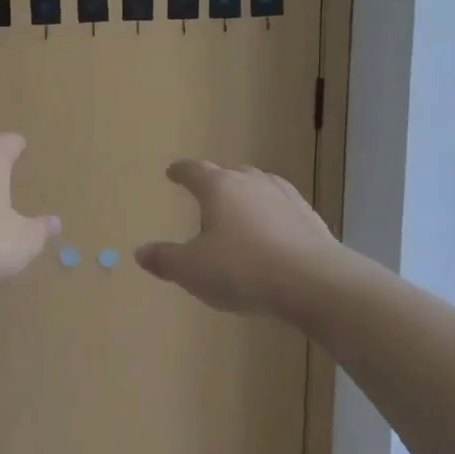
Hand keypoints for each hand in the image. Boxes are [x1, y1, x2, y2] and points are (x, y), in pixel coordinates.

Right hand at [136, 161, 339, 317]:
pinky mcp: (310, 219)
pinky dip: (272, 216)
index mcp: (219, 188)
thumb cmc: (242, 270)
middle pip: (230, 174)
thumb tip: (141, 252)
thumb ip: (165, 259)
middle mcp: (252, 183)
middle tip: (207, 196)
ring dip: (247, 196)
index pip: (194, 171)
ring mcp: (286, 198)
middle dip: (217, 182)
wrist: (314, 283)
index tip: (173, 173)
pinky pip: (283, 208)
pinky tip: (272, 234)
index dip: (181, 171)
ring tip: (240, 213)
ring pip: (261, 187)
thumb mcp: (192, 270)